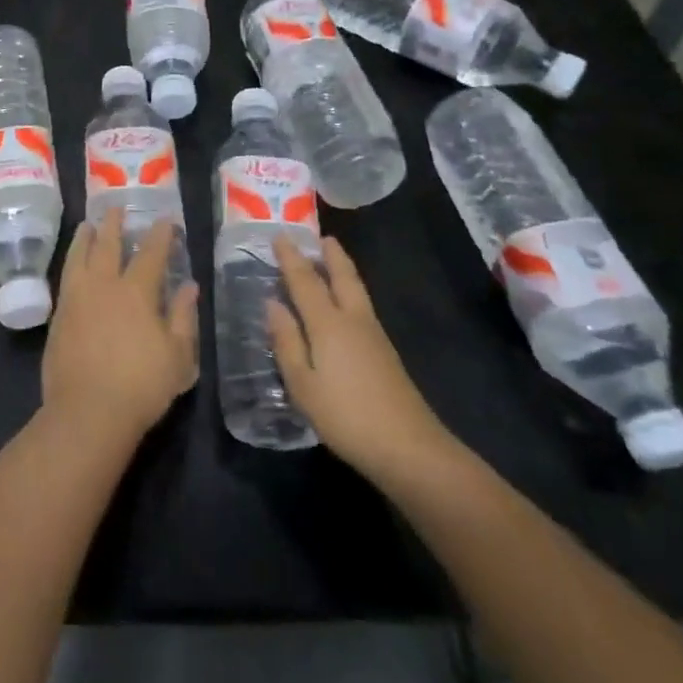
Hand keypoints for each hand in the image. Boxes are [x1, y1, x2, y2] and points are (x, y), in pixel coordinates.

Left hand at [42, 209, 198, 447]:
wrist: (87, 413)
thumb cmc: (141, 386)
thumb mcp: (178, 357)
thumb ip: (183, 317)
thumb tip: (189, 286)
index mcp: (137, 291)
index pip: (151, 253)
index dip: (160, 234)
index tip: (166, 219)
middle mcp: (104, 285)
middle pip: (108, 245)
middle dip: (115, 225)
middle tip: (117, 208)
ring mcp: (77, 299)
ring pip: (80, 257)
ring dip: (85, 238)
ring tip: (87, 225)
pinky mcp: (59, 316)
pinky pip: (65, 278)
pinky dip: (70, 262)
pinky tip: (73, 264)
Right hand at [266, 236, 460, 488]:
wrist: (409, 447)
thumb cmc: (346, 416)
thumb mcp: (303, 384)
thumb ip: (287, 342)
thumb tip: (273, 303)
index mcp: (328, 324)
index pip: (305, 281)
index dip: (291, 258)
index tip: (280, 235)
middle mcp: (353, 319)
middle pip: (342, 276)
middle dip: (330, 254)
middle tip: (320, 236)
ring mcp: (374, 335)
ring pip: (356, 289)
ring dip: (343, 269)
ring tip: (333, 257)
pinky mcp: (386, 353)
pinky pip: (362, 305)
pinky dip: (350, 290)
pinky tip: (346, 302)